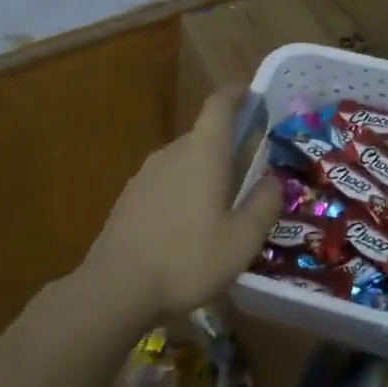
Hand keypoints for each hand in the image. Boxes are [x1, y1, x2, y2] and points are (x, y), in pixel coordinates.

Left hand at [77, 87, 281, 329]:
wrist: (112, 292)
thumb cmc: (187, 259)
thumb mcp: (242, 239)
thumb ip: (264, 204)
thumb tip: (274, 180)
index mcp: (203, 152)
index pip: (219, 105)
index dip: (237, 94)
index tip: (252, 93)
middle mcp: (171, 154)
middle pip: (203, 134)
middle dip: (227, 143)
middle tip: (250, 165)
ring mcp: (144, 177)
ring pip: (183, 161)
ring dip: (204, 170)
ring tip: (221, 201)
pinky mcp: (127, 201)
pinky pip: (164, 183)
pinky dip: (182, 191)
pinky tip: (188, 226)